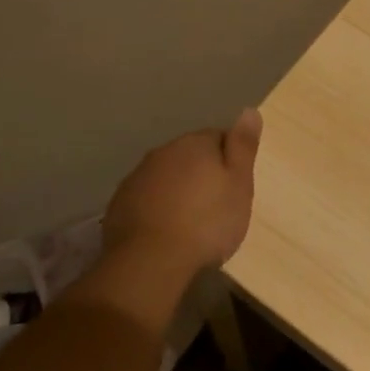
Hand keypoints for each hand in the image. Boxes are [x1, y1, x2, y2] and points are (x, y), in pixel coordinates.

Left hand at [104, 108, 261, 269]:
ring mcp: (138, 176)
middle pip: (190, 156)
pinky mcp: (120, 202)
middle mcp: (164, 152)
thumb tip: (249, 110)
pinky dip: (157, 207)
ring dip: (178, 190)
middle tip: (217, 205)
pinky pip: (147, 197)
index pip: (218, 137)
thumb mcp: (239, 184)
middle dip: (203, 173)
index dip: (230, 160)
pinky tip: (165, 230)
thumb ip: (243, 146)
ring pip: (166, 176)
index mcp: (195, 144)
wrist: (150, 260)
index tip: (236, 185)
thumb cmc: (206, 222)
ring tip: (191, 221)